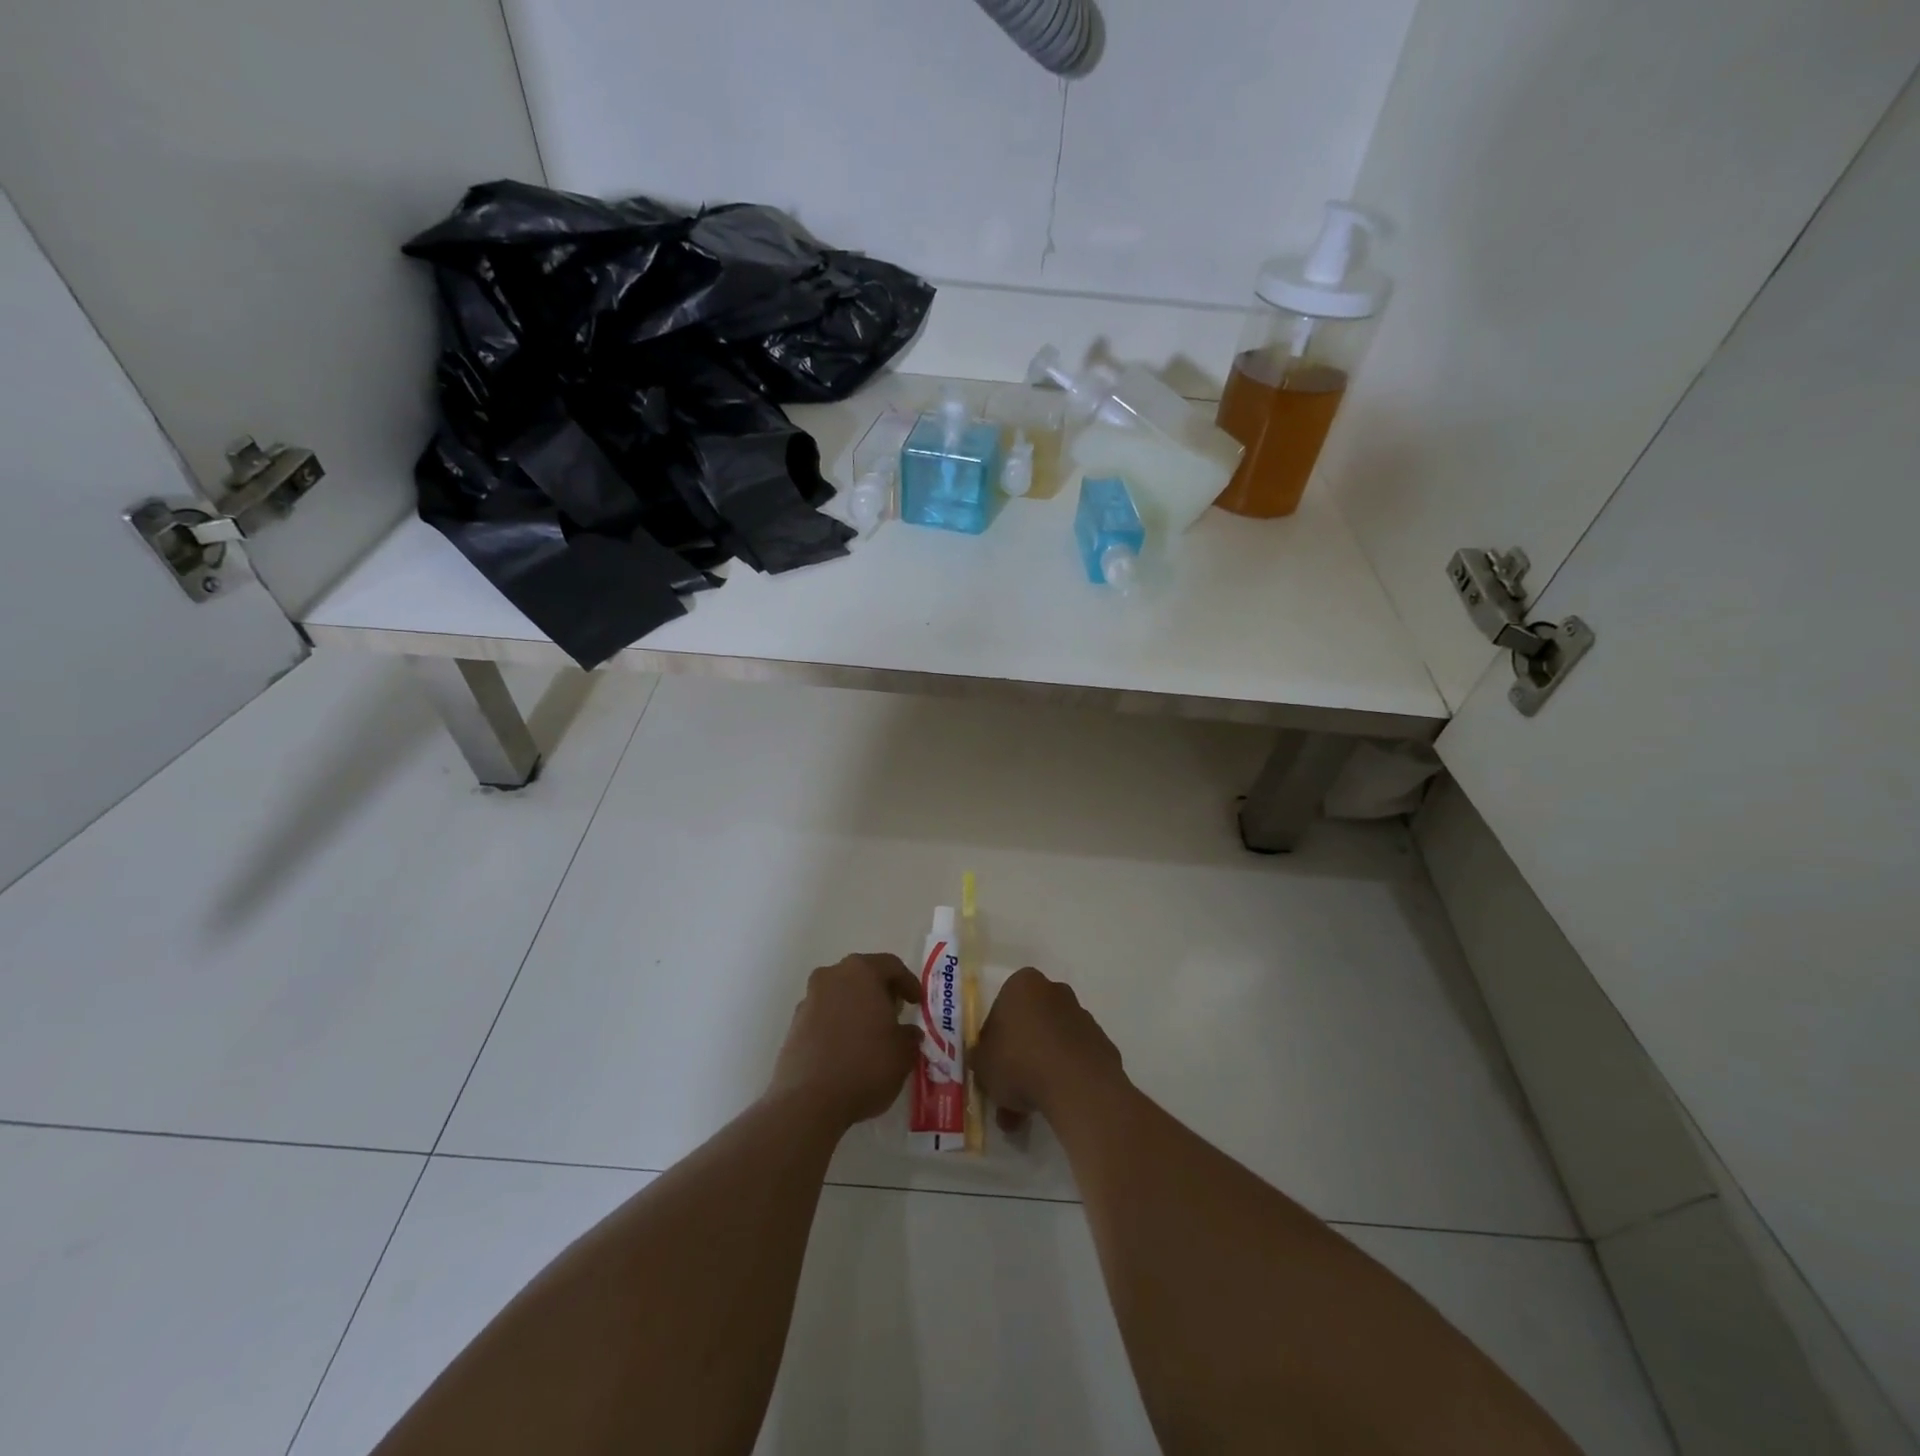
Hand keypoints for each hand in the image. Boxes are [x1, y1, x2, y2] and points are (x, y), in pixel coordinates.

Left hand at [767, 953, 921, 1130]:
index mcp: (861, 972)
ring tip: (870, 1034)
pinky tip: (847, 1049)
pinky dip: (837, 1025)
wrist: (809, 1101)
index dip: (908, 982)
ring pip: (840, 994)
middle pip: (862, 975)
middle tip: (895, 1013)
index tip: (917, 1002)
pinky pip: (824, 1015)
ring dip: (856, 1007)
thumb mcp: (903, 1053)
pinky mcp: (794, 1024)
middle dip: (880, 992)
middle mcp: (832, 976)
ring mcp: (809, 999)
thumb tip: (908, 1033)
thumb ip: (909, 1036)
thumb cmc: (865, 1066)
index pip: (891, 965)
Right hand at [973, 967, 1125, 1129]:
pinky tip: (1054, 1106)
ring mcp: (1082, 1017)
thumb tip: (983, 1059)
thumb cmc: (1019, 1062)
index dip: (993, 1040)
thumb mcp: (982, 1064)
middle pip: (1029, 1025)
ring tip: (1028, 1114)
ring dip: (1040, 1072)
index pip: (1001, 1009)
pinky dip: (1063, 1079)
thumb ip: (980, 1058)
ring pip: (1052, 1044)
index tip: (991, 1066)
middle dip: (1019, 1058)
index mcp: (1022, 984)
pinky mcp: (1101, 1043)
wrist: (1077, 1085)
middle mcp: (1055, 992)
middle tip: (1008, 1093)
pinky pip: (1074, 1060)